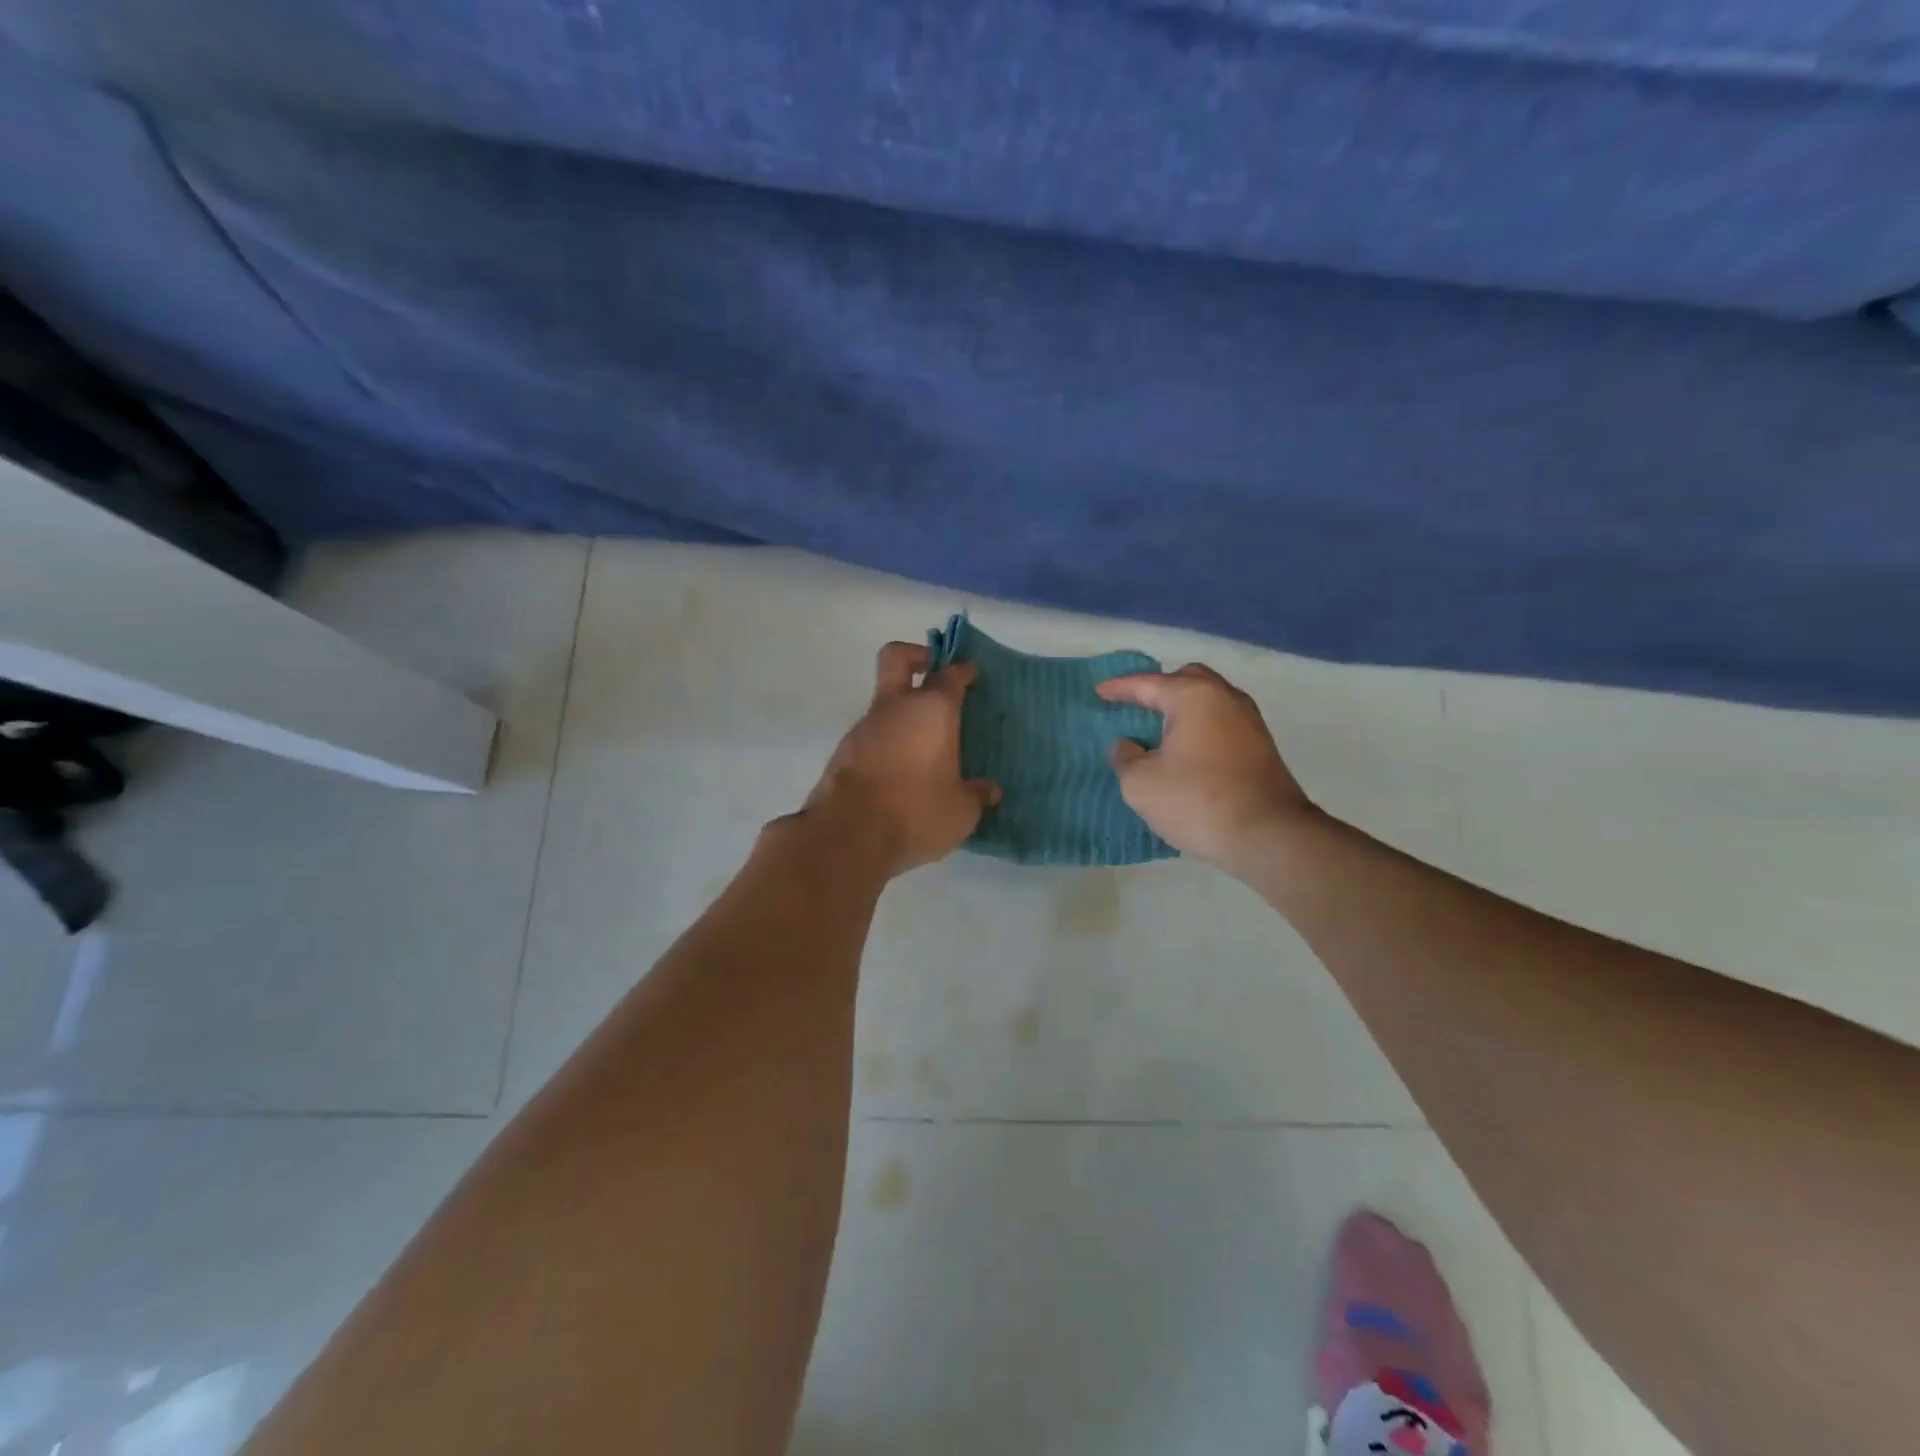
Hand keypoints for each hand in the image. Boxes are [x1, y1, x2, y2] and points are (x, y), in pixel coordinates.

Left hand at [801, 642, 1000, 876]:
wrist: (846, 835)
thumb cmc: (915, 812)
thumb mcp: (961, 811)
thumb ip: (977, 795)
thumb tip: (990, 791)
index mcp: (932, 711)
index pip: (950, 674)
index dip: (962, 671)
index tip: (971, 675)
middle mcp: (896, 708)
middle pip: (898, 658)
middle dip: (916, 656)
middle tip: (933, 672)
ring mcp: (864, 727)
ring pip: (885, 702)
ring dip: (903, 712)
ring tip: (925, 745)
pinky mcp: (844, 752)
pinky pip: (872, 735)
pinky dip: (888, 742)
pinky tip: (901, 771)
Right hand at [1096, 664, 1315, 870]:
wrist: (1268, 835)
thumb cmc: (1197, 800)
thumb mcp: (1141, 783)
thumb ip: (1125, 758)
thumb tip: (1127, 746)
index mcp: (1193, 696)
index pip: (1148, 684)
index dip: (1120, 688)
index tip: (1100, 692)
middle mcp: (1225, 698)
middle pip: (1188, 679)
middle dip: (1160, 688)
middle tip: (1137, 705)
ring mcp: (1249, 721)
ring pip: (1209, 701)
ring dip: (1183, 709)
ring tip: (1159, 729)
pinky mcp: (1261, 747)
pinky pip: (1221, 723)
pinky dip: (1200, 727)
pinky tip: (1186, 750)